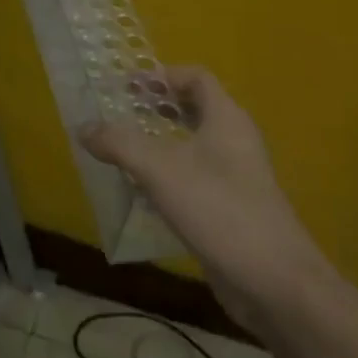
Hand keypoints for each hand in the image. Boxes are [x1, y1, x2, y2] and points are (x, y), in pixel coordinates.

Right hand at [80, 66, 334, 335]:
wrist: (274, 281)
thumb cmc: (219, 210)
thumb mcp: (161, 171)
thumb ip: (120, 144)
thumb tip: (83, 127)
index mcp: (226, 119)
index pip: (196, 77)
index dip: (162, 76)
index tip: (127, 86)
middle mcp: (234, 141)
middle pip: (195, 108)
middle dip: (157, 107)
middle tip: (120, 113)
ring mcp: (236, 176)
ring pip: (194, 145)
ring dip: (160, 141)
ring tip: (123, 149)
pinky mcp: (231, 207)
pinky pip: (195, 177)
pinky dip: (168, 174)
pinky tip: (142, 191)